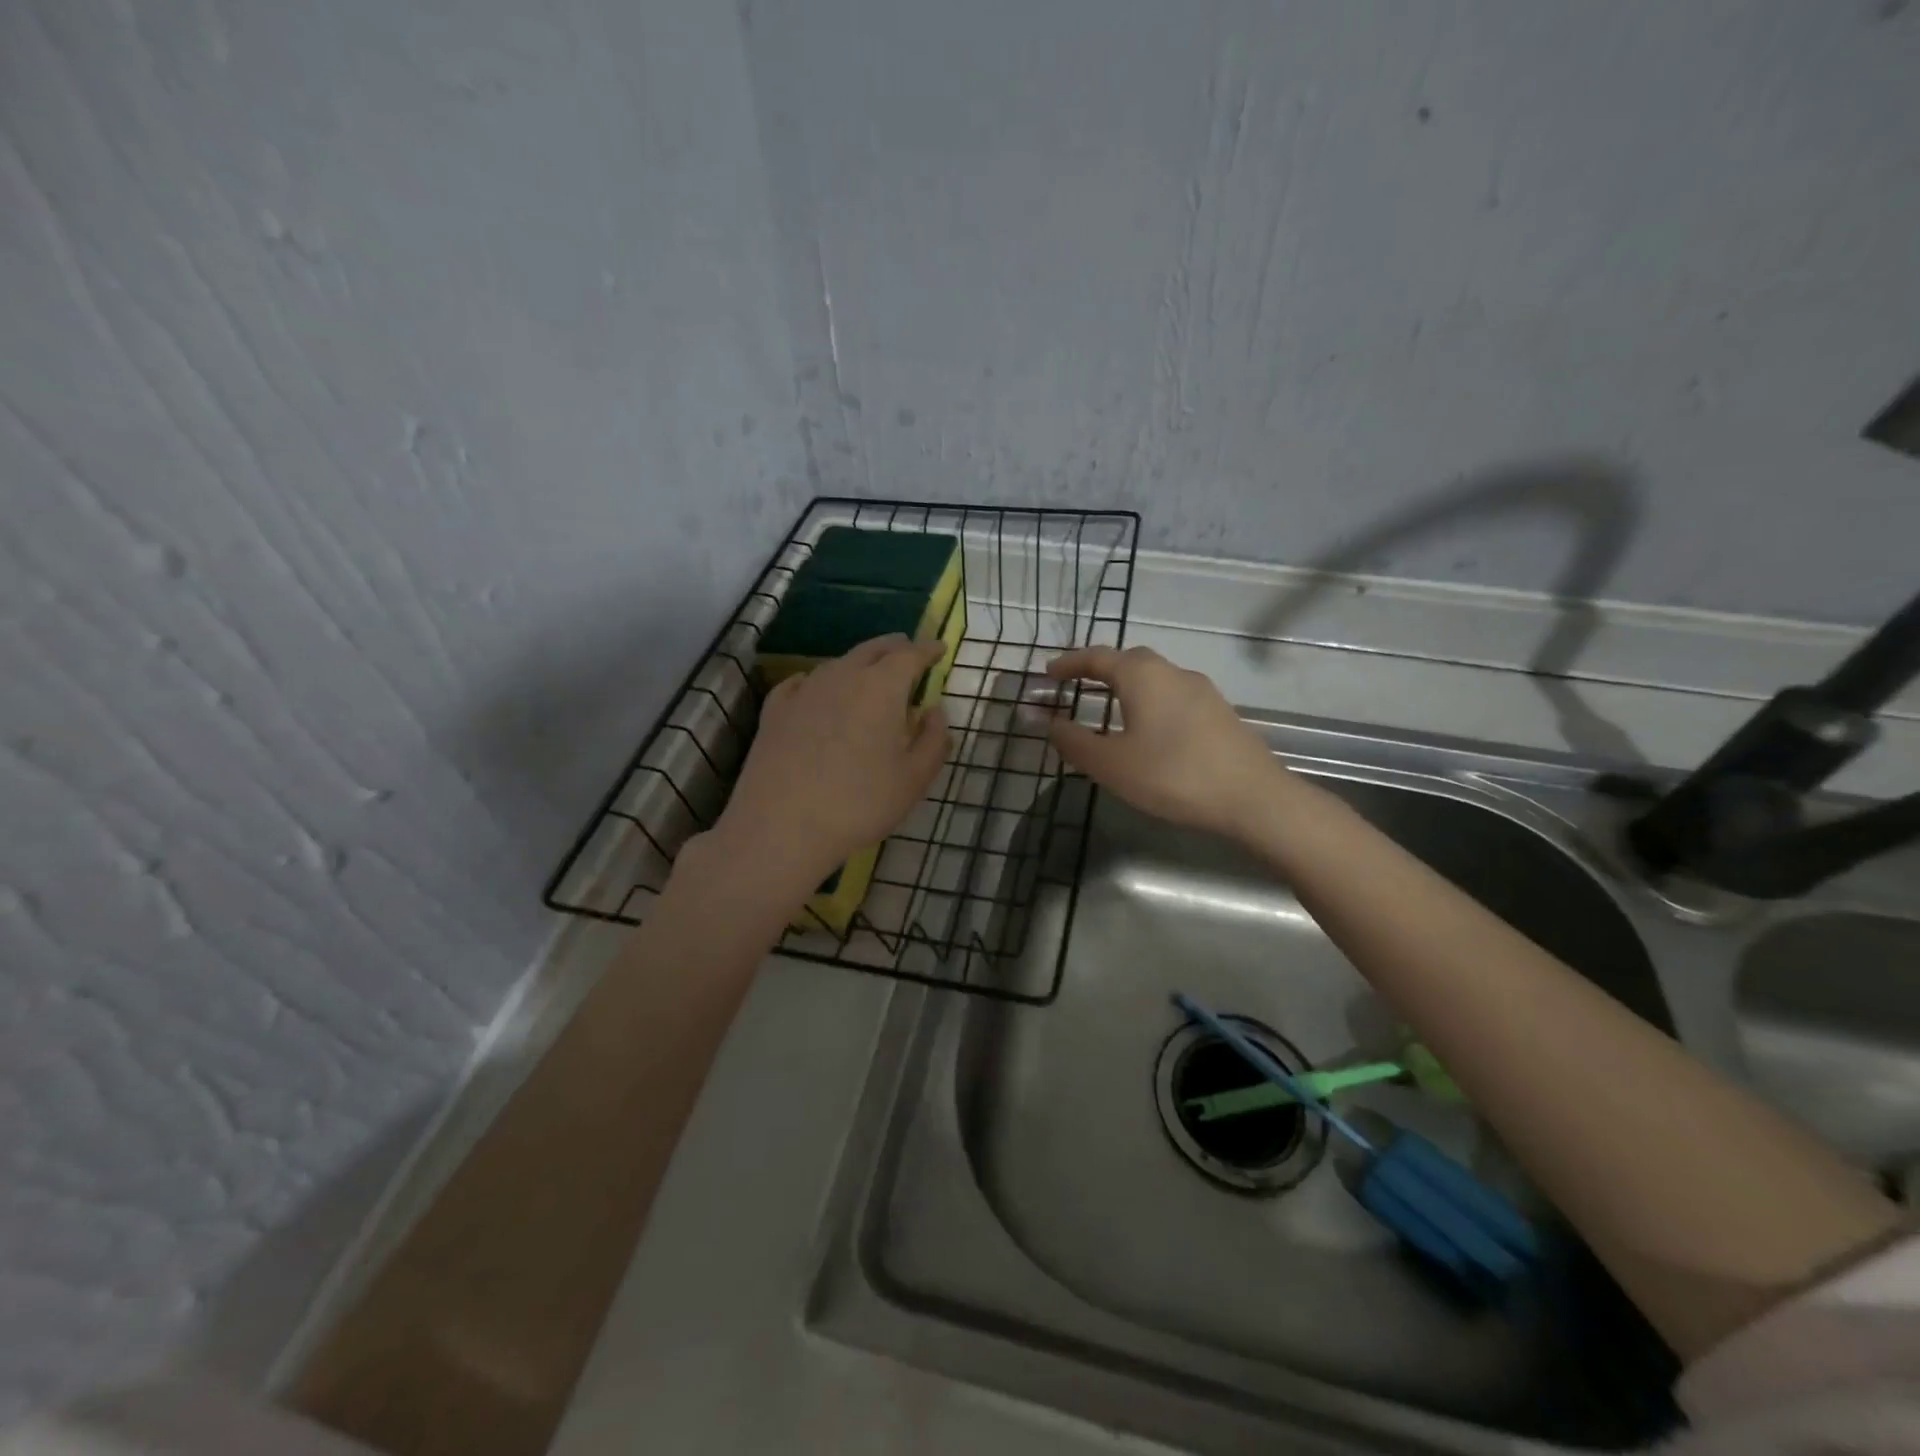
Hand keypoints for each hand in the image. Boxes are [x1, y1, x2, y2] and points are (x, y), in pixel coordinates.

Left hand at [717, 635, 951, 882]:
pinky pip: (802, 682)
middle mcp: (842, 677)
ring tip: (869, 673)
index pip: (909, 655)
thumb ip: (933, 740)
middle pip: (872, 650)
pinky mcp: (775, 710)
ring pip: (838, 664)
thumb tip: (934, 712)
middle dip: (894, 647)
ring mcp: (804, 691)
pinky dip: (820, 681)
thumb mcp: (913, 779)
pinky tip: (816, 690)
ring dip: (858, 663)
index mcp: (881, 688)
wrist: (781, 826)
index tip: (939, 648)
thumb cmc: (859, 803)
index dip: (927, 650)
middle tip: (907, 650)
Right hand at [1045, 646, 1284, 839]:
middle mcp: (1173, 672)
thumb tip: (1044, 721)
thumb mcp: (1111, 763)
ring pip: (1155, 678)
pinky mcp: (1220, 713)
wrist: (1253, 797)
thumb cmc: (1172, 775)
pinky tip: (1148, 730)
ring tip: (1108, 709)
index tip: (1048, 673)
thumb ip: (1073, 740)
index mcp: (1143, 676)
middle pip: (1129, 660)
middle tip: (1076, 685)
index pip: (1098, 657)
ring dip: (1127, 686)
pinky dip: (1150, 702)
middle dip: (1099, 670)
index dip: (1070, 663)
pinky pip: (1173, 696)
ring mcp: (1202, 691)